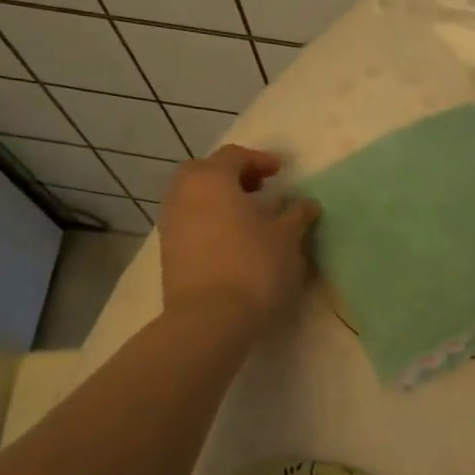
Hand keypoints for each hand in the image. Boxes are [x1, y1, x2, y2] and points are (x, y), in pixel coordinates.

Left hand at [158, 146, 319, 331]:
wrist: (210, 319)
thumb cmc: (253, 266)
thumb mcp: (287, 237)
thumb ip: (297, 215)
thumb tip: (305, 205)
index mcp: (211, 180)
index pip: (233, 156)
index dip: (259, 159)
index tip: (280, 172)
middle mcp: (183, 195)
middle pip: (204, 171)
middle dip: (230, 175)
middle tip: (258, 188)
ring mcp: (171, 225)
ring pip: (193, 198)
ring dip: (219, 200)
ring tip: (248, 217)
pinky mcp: (169, 253)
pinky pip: (190, 223)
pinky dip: (210, 221)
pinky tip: (233, 240)